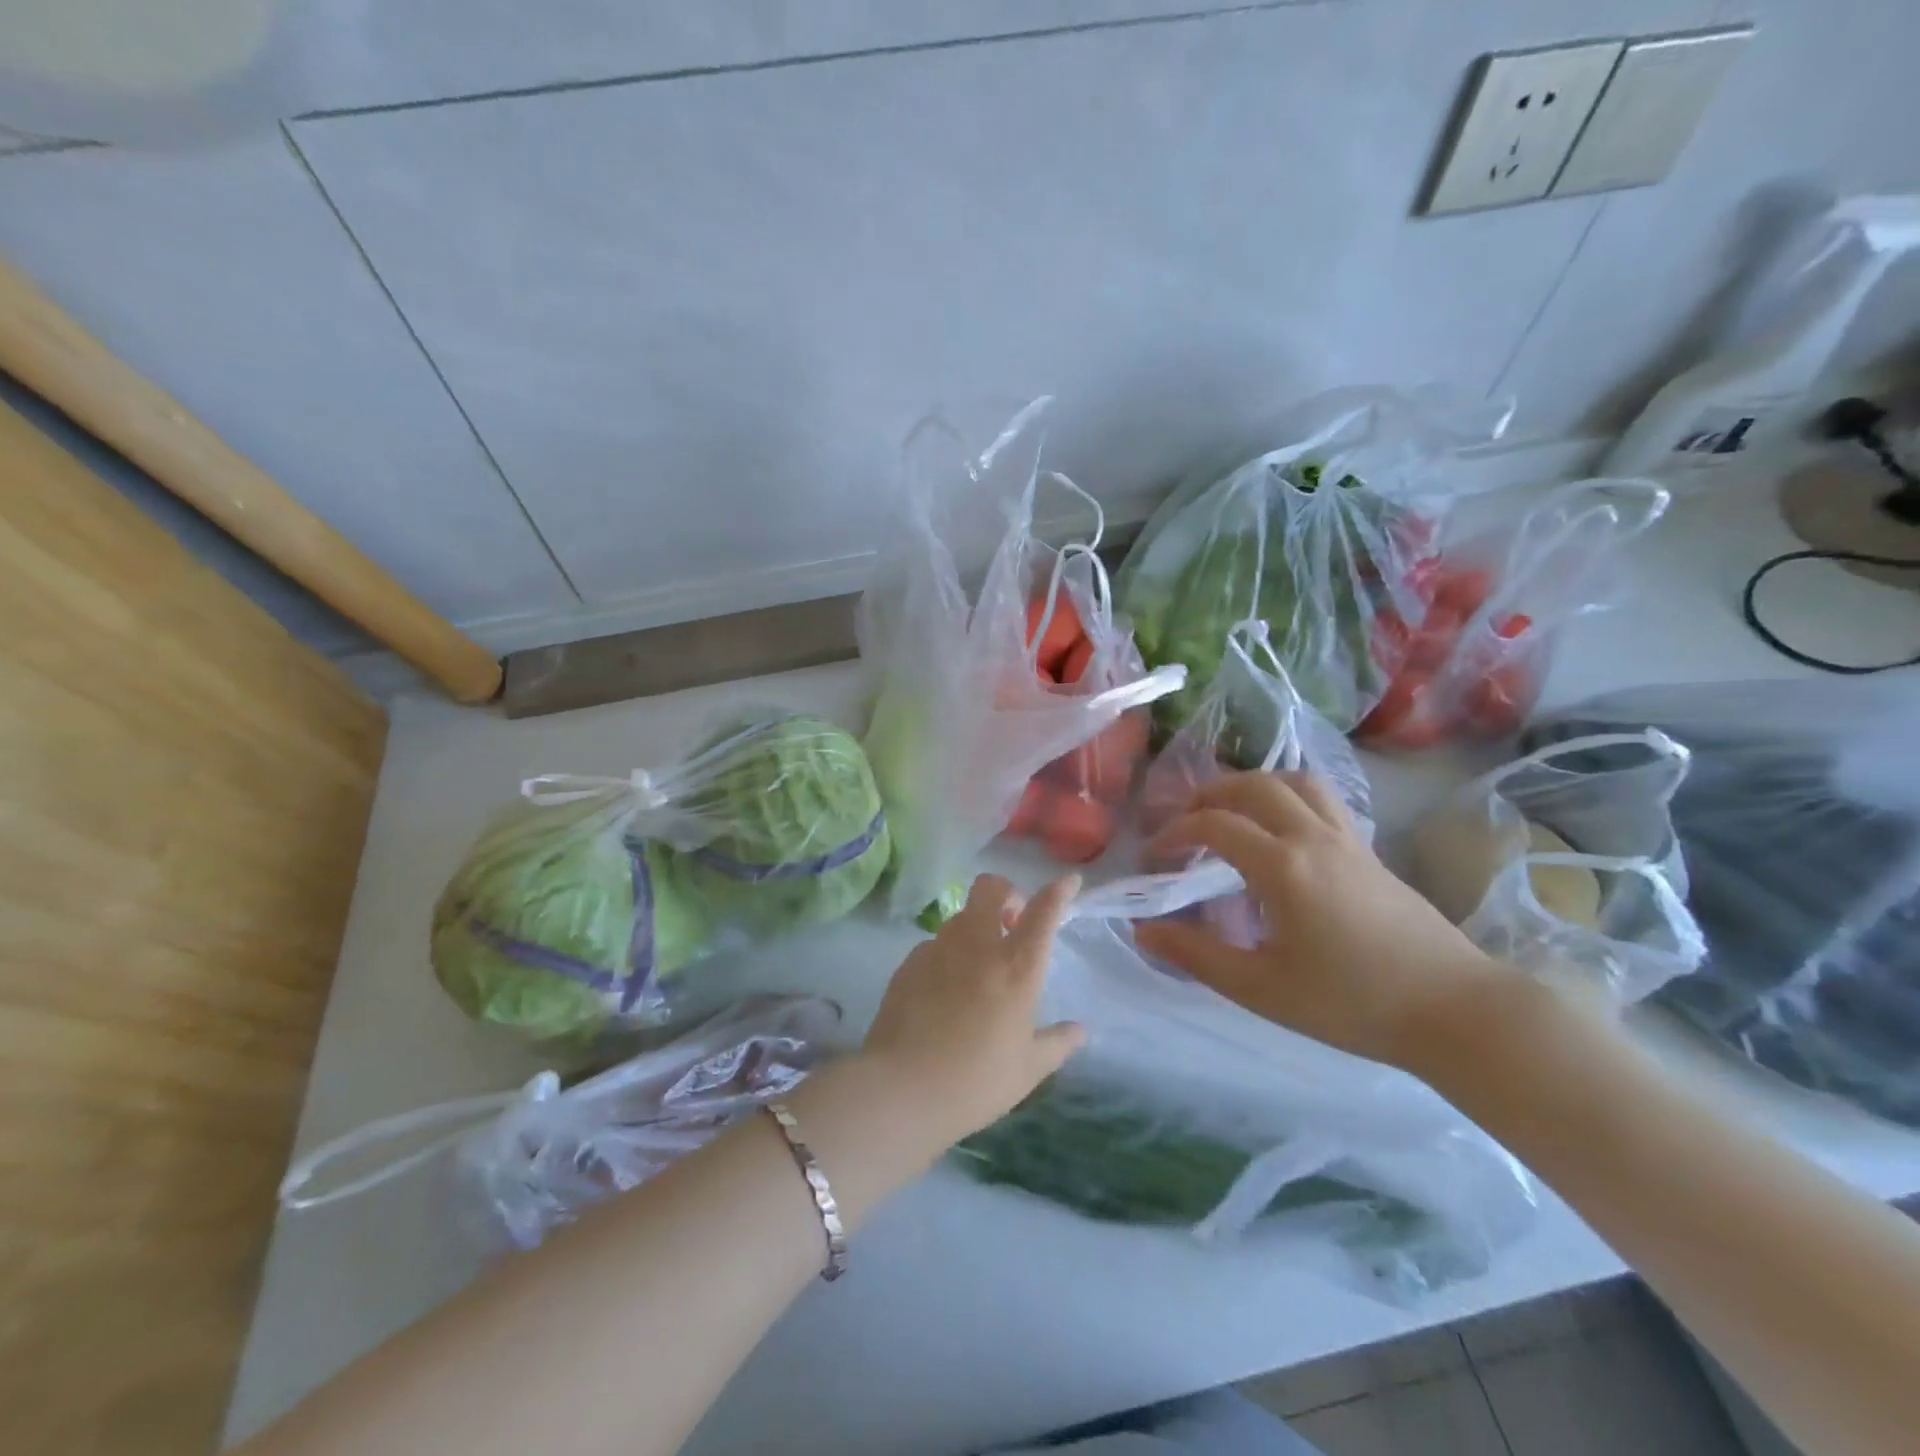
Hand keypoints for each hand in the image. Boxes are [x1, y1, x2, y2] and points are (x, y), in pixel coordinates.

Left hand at [859, 873, 1085, 1150]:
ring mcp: (938, 950)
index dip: (1058, 891)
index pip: (1042, 913)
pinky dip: (948, 953)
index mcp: (1016, 969)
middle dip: (1006, 893)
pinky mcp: (909, 963)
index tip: (1068, 882)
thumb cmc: (976, 1082)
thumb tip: (1080, 1031)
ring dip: (976, 925)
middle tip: (1011, 924)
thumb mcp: (1027, 1069)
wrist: (901, 1089)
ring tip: (979, 964)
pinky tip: (945, 988)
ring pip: (961, 915)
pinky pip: (935, 943)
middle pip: (990, 889)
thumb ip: (1057, 1043)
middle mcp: (977, 947)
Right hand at [1132, 772, 1512, 1069]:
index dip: (1176, 833)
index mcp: (1283, 866)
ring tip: (1233, 812)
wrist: (1455, 1011)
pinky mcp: (1370, 851)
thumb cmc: (1351, 1003)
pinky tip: (1283, 831)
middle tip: (1187, 821)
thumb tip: (1142, 930)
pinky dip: (1289, 796)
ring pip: (1296, 781)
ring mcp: (1348, 839)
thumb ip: (1197, 955)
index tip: (1156, 856)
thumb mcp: (1261, 988)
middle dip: (1211, 793)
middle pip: (1255, 785)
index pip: (1215, 824)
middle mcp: (1313, 837)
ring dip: (1255, 785)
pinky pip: (1323, 799)